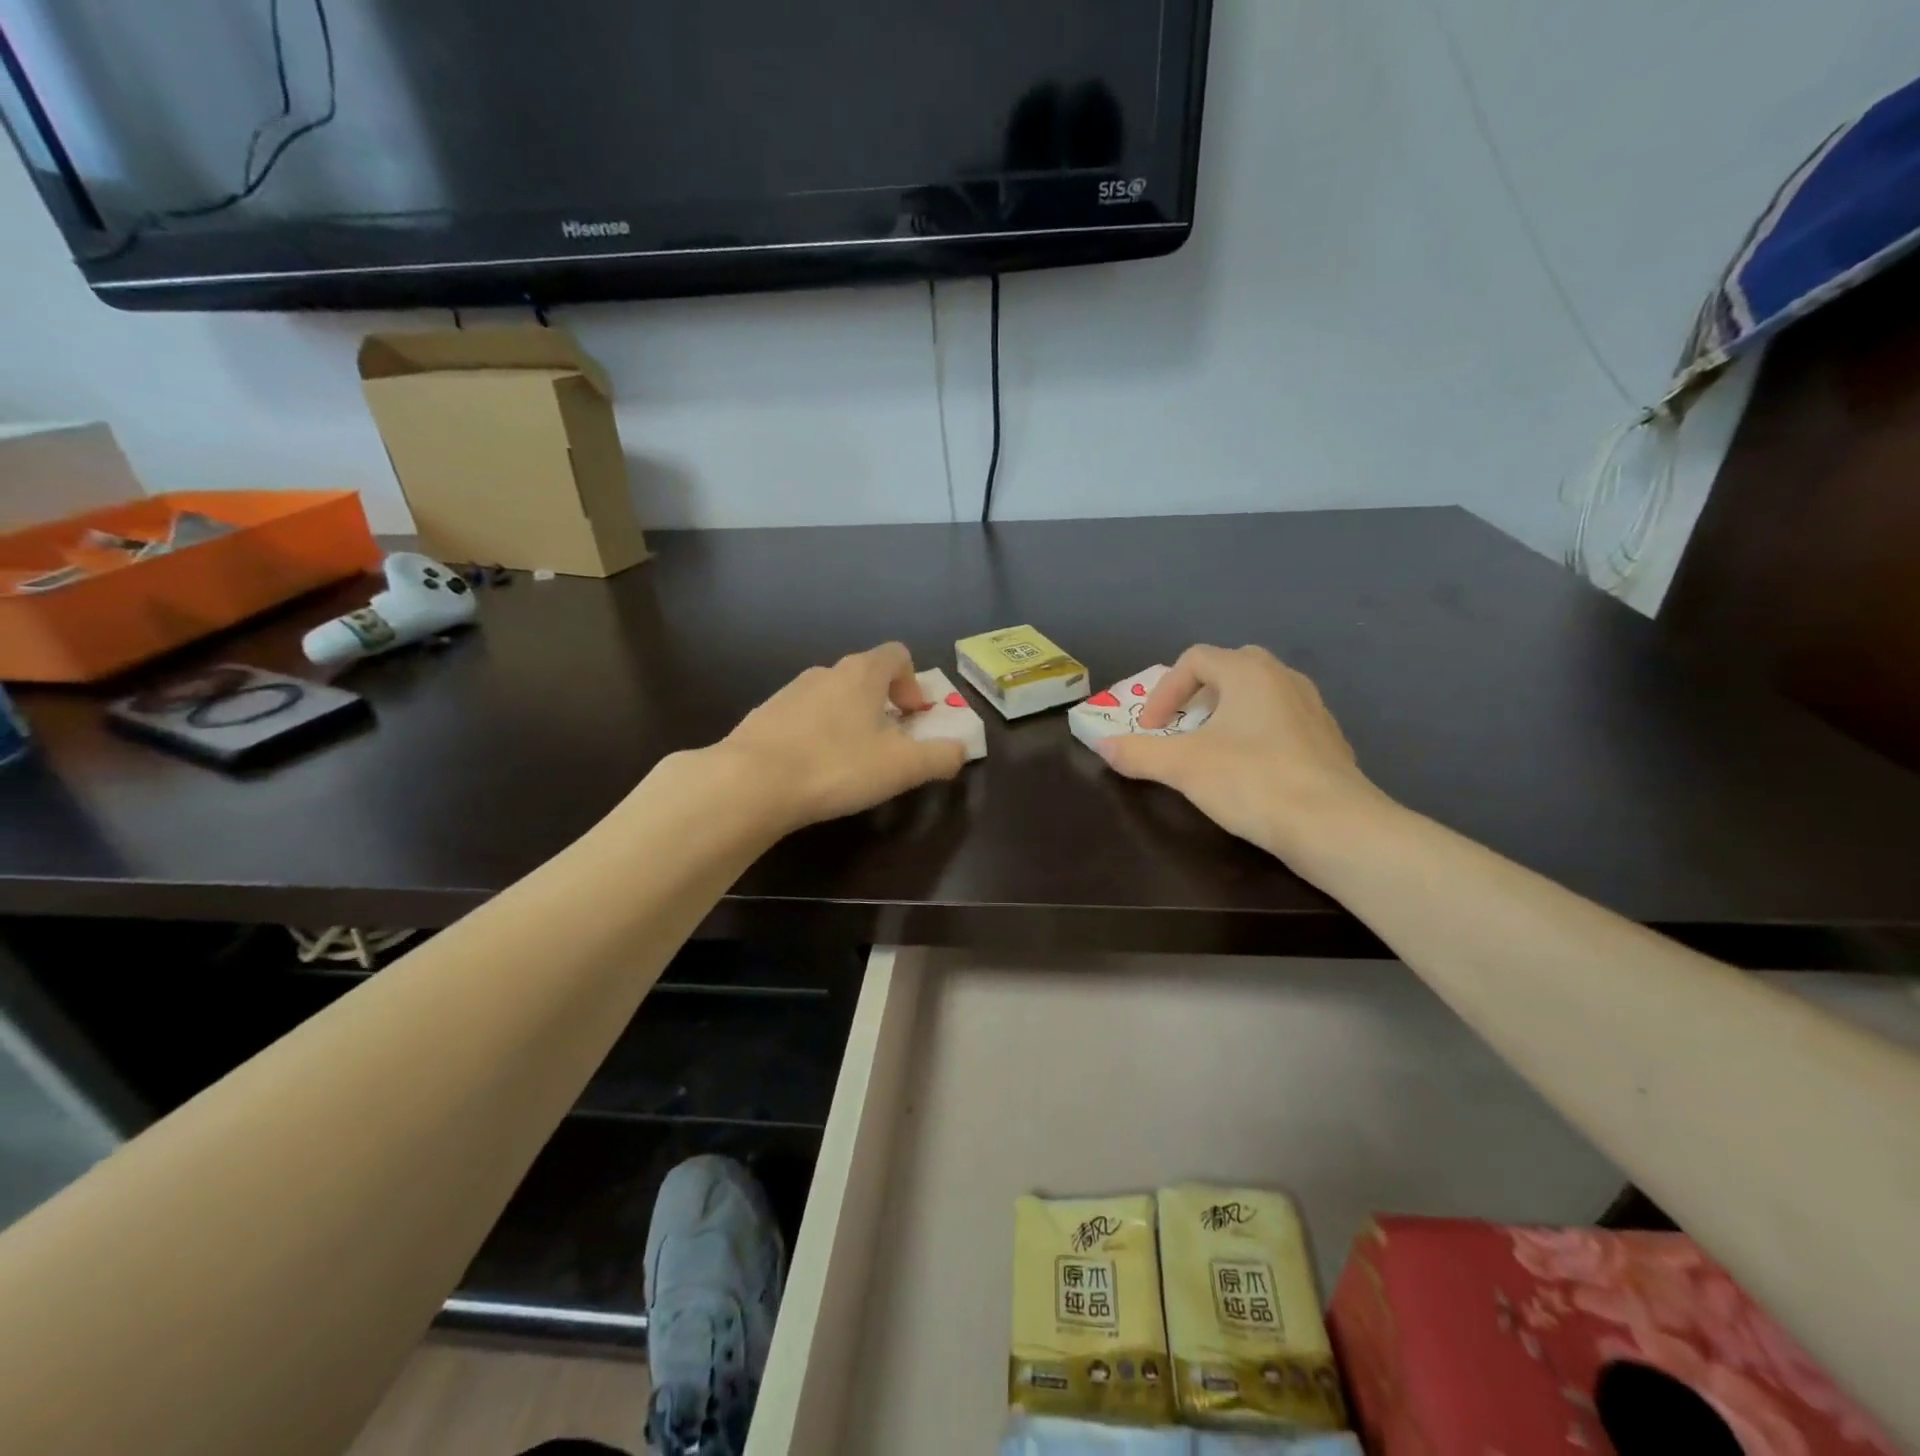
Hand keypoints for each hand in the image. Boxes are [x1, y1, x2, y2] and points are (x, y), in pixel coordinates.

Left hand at [716, 642, 967, 831]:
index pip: (897, 654)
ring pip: (833, 697)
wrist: (751, 782)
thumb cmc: (837, 766)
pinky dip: (817, 734)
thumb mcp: (903, 767)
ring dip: (849, 720)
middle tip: (888, 743)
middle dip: (883, 705)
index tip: (912, 717)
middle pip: (865, 676)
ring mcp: (790, 691)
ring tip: (850, 761)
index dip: (913, 682)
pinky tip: (813, 769)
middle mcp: (826, 672)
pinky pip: (803, 717)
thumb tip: (961, 750)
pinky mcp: (765, 715)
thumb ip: (941, 756)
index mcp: (863, 673)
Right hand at [1098, 645, 1390, 874]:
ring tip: (1210, 751)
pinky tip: (1249, 773)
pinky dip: (1255, 736)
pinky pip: (1281, 723)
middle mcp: (1284, 678)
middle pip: (1229, 670)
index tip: (1151, 729)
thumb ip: (1138, 753)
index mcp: (1249, 672)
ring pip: (1258, 696)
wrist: (1335, 827)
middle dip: (1196, 696)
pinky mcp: (1328, 741)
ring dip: (1226, 716)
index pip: (1195, 660)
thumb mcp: (1183, 767)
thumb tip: (1101, 745)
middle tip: (1180, 728)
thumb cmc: (1253, 782)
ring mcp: (1312, 708)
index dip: (1164, 691)